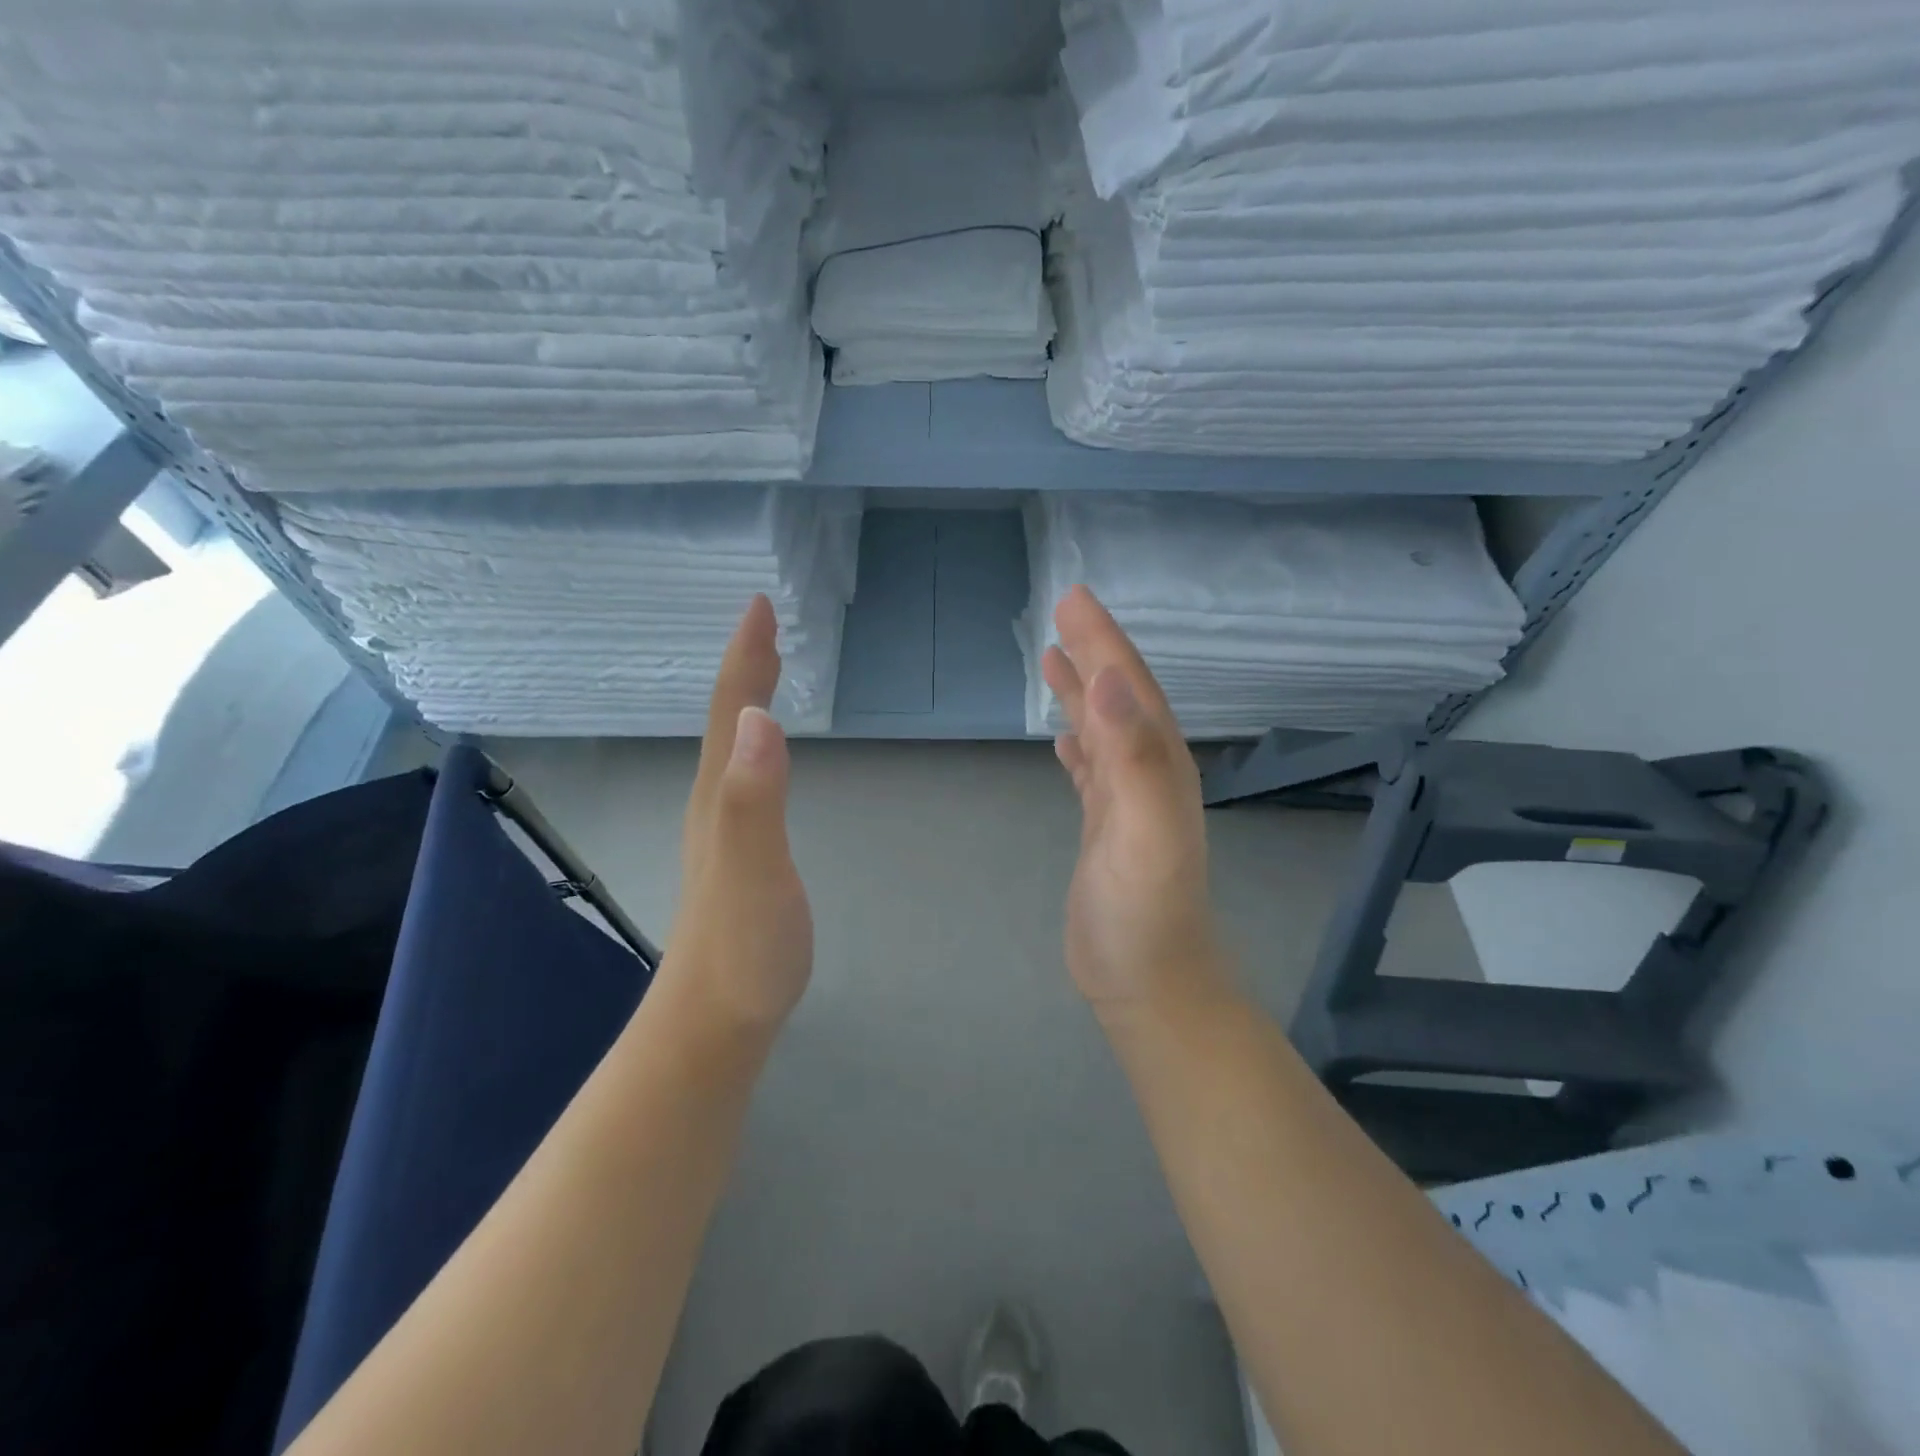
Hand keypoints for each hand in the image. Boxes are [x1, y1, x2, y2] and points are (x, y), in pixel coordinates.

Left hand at [667, 594, 812, 1030]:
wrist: (714, 1021)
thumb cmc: (744, 948)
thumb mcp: (753, 872)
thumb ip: (755, 799)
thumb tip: (760, 719)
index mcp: (722, 795)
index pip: (733, 710)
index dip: (747, 656)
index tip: (760, 606)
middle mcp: (715, 802)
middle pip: (728, 719)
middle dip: (746, 666)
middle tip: (766, 624)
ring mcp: (723, 830)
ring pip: (733, 746)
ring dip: (748, 699)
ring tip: (767, 671)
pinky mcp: (736, 853)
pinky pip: (745, 776)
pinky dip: (756, 743)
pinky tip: (764, 753)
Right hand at [1044, 586, 1227, 1007]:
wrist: (1148, 980)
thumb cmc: (1145, 910)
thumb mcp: (1144, 829)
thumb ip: (1132, 754)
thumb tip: (1107, 680)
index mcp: (1159, 763)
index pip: (1129, 686)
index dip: (1104, 640)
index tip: (1074, 599)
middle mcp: (1147, 771)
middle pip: (1118, 698)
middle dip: (1093, 652)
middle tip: (1062, 611)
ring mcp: (1127, 801)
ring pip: (1104, 728)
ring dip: (1083, 691)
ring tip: (1055, 658)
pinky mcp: (1106, 827)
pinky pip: (1091, 769)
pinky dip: (1078, 743)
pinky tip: (1064, 737)